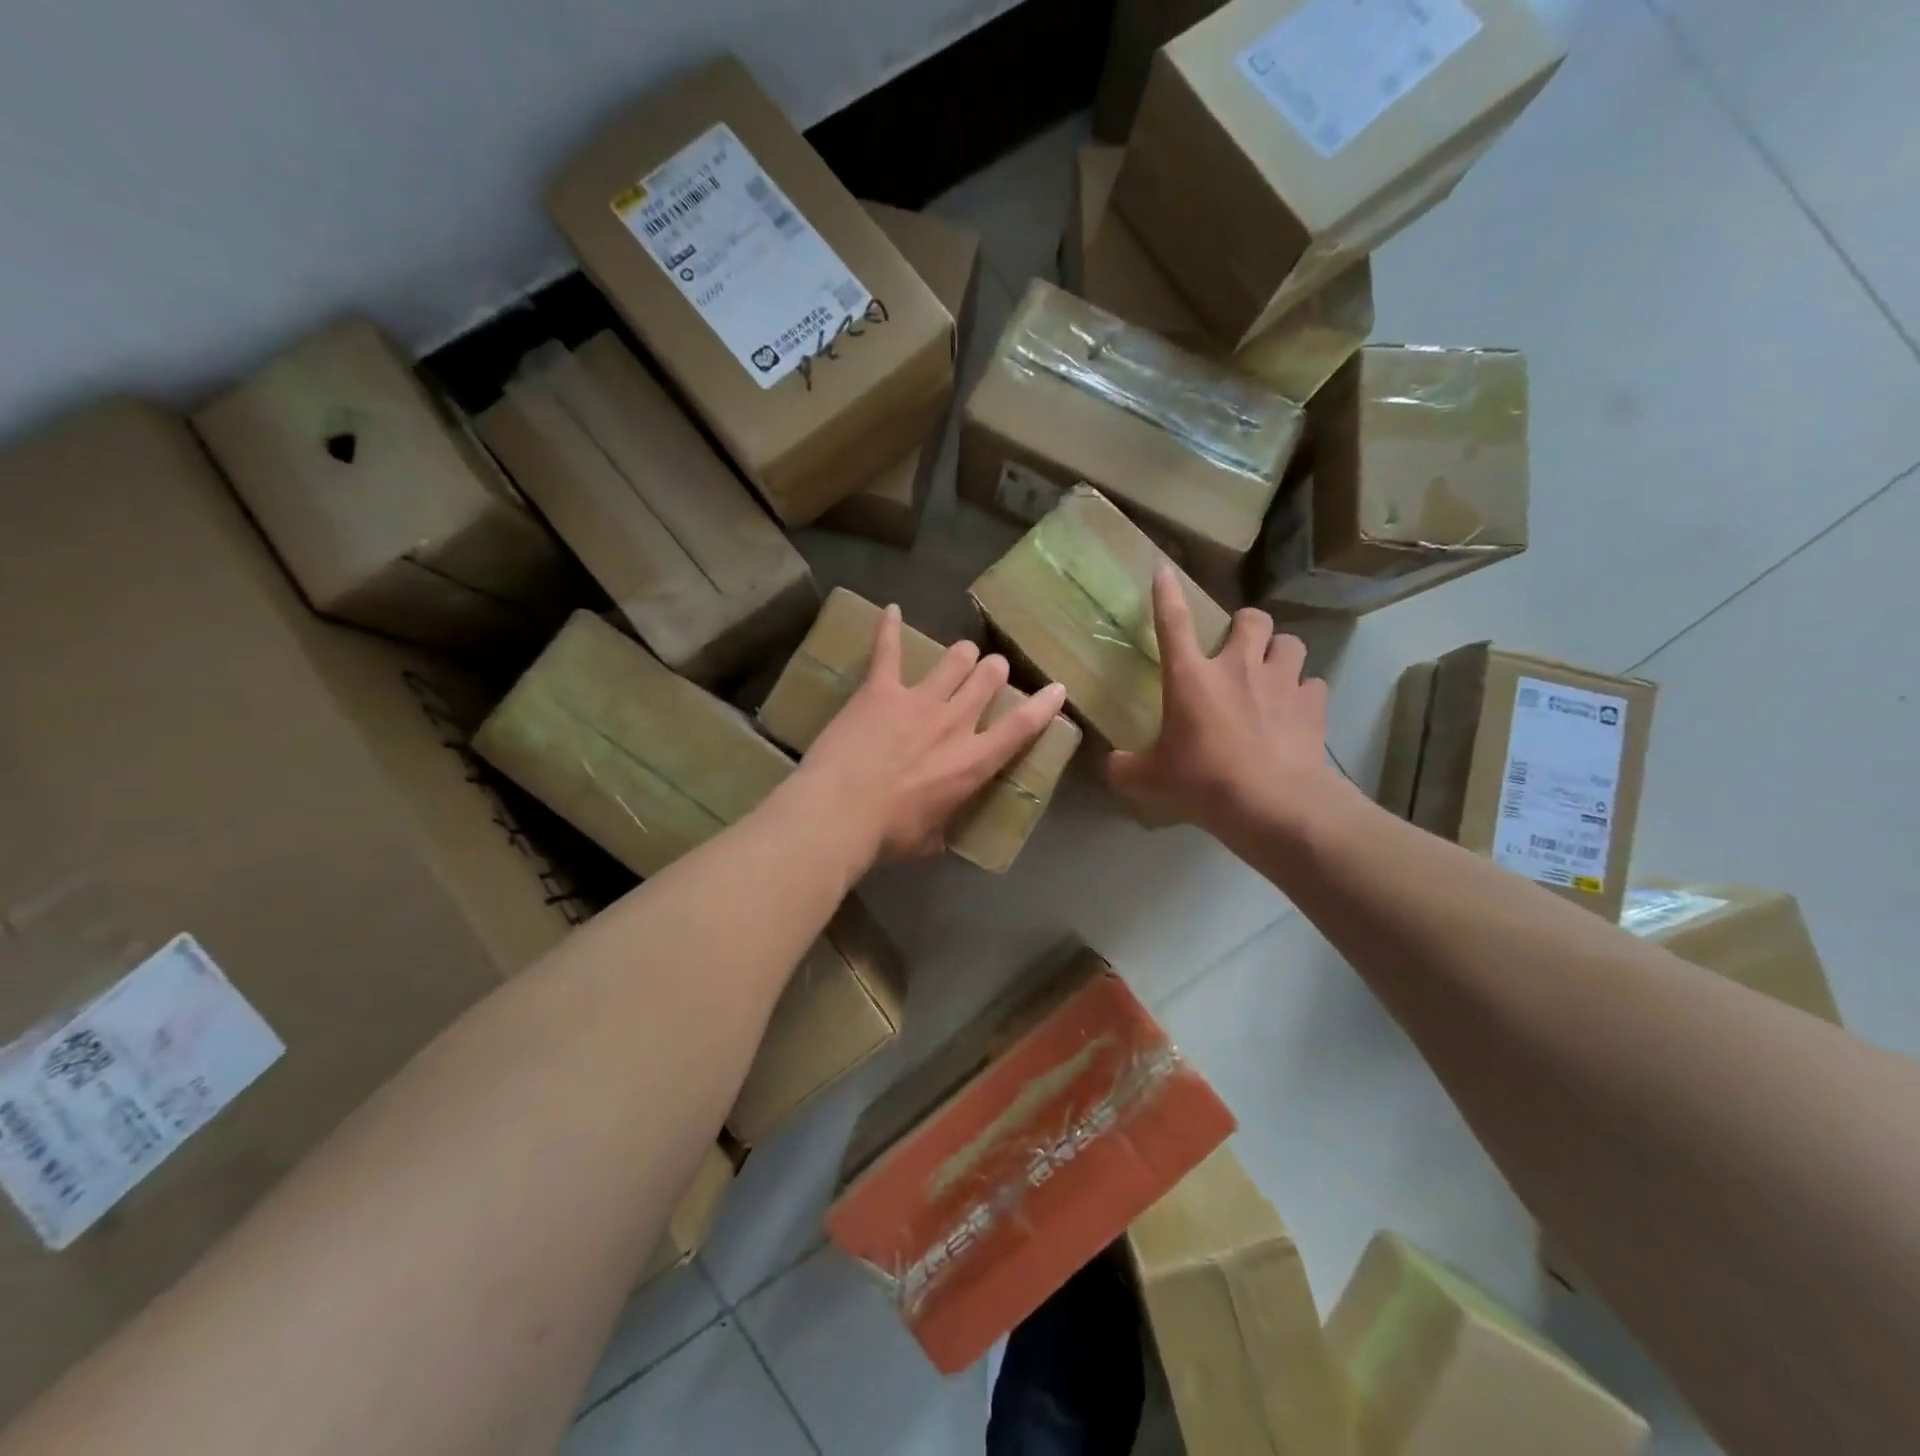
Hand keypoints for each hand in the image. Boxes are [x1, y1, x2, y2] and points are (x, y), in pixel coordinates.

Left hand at [798, 605, 1068, 863]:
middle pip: (987, 680)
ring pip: (954, 660)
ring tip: (962, 653)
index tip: (1056, 688)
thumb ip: (941, 828)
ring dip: (962, 655)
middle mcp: (954, 722)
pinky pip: (888, 649)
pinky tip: (891, 610)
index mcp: (972, 762)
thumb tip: (940, 834)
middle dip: (994, 671)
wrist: (839, 812)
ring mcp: (918, 700)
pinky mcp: (881, 689)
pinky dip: (889, 628)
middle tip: (991, 671)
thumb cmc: (887, 835)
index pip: (1021, 727)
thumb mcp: (928, 840)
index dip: (1044, 705)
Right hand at [1107, 568, 1340, 841]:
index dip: (1166, 595)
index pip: (1172, 623)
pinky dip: (1303, 693)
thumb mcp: (1152, 780)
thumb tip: (1110, 765)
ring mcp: (1281, 681)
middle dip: (1246, 626)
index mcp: (1191, 677)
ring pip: (1290, 643)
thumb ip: (1126, 768)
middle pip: (1251, 619)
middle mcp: (1238, 667)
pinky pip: (1312, 683)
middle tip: (1238, 648)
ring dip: (1279, 652)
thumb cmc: (1204, 782)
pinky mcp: (1313, 703)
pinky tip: (1295, 711)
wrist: (1272, 803)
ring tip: (1272, 673)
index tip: (1164, 571)